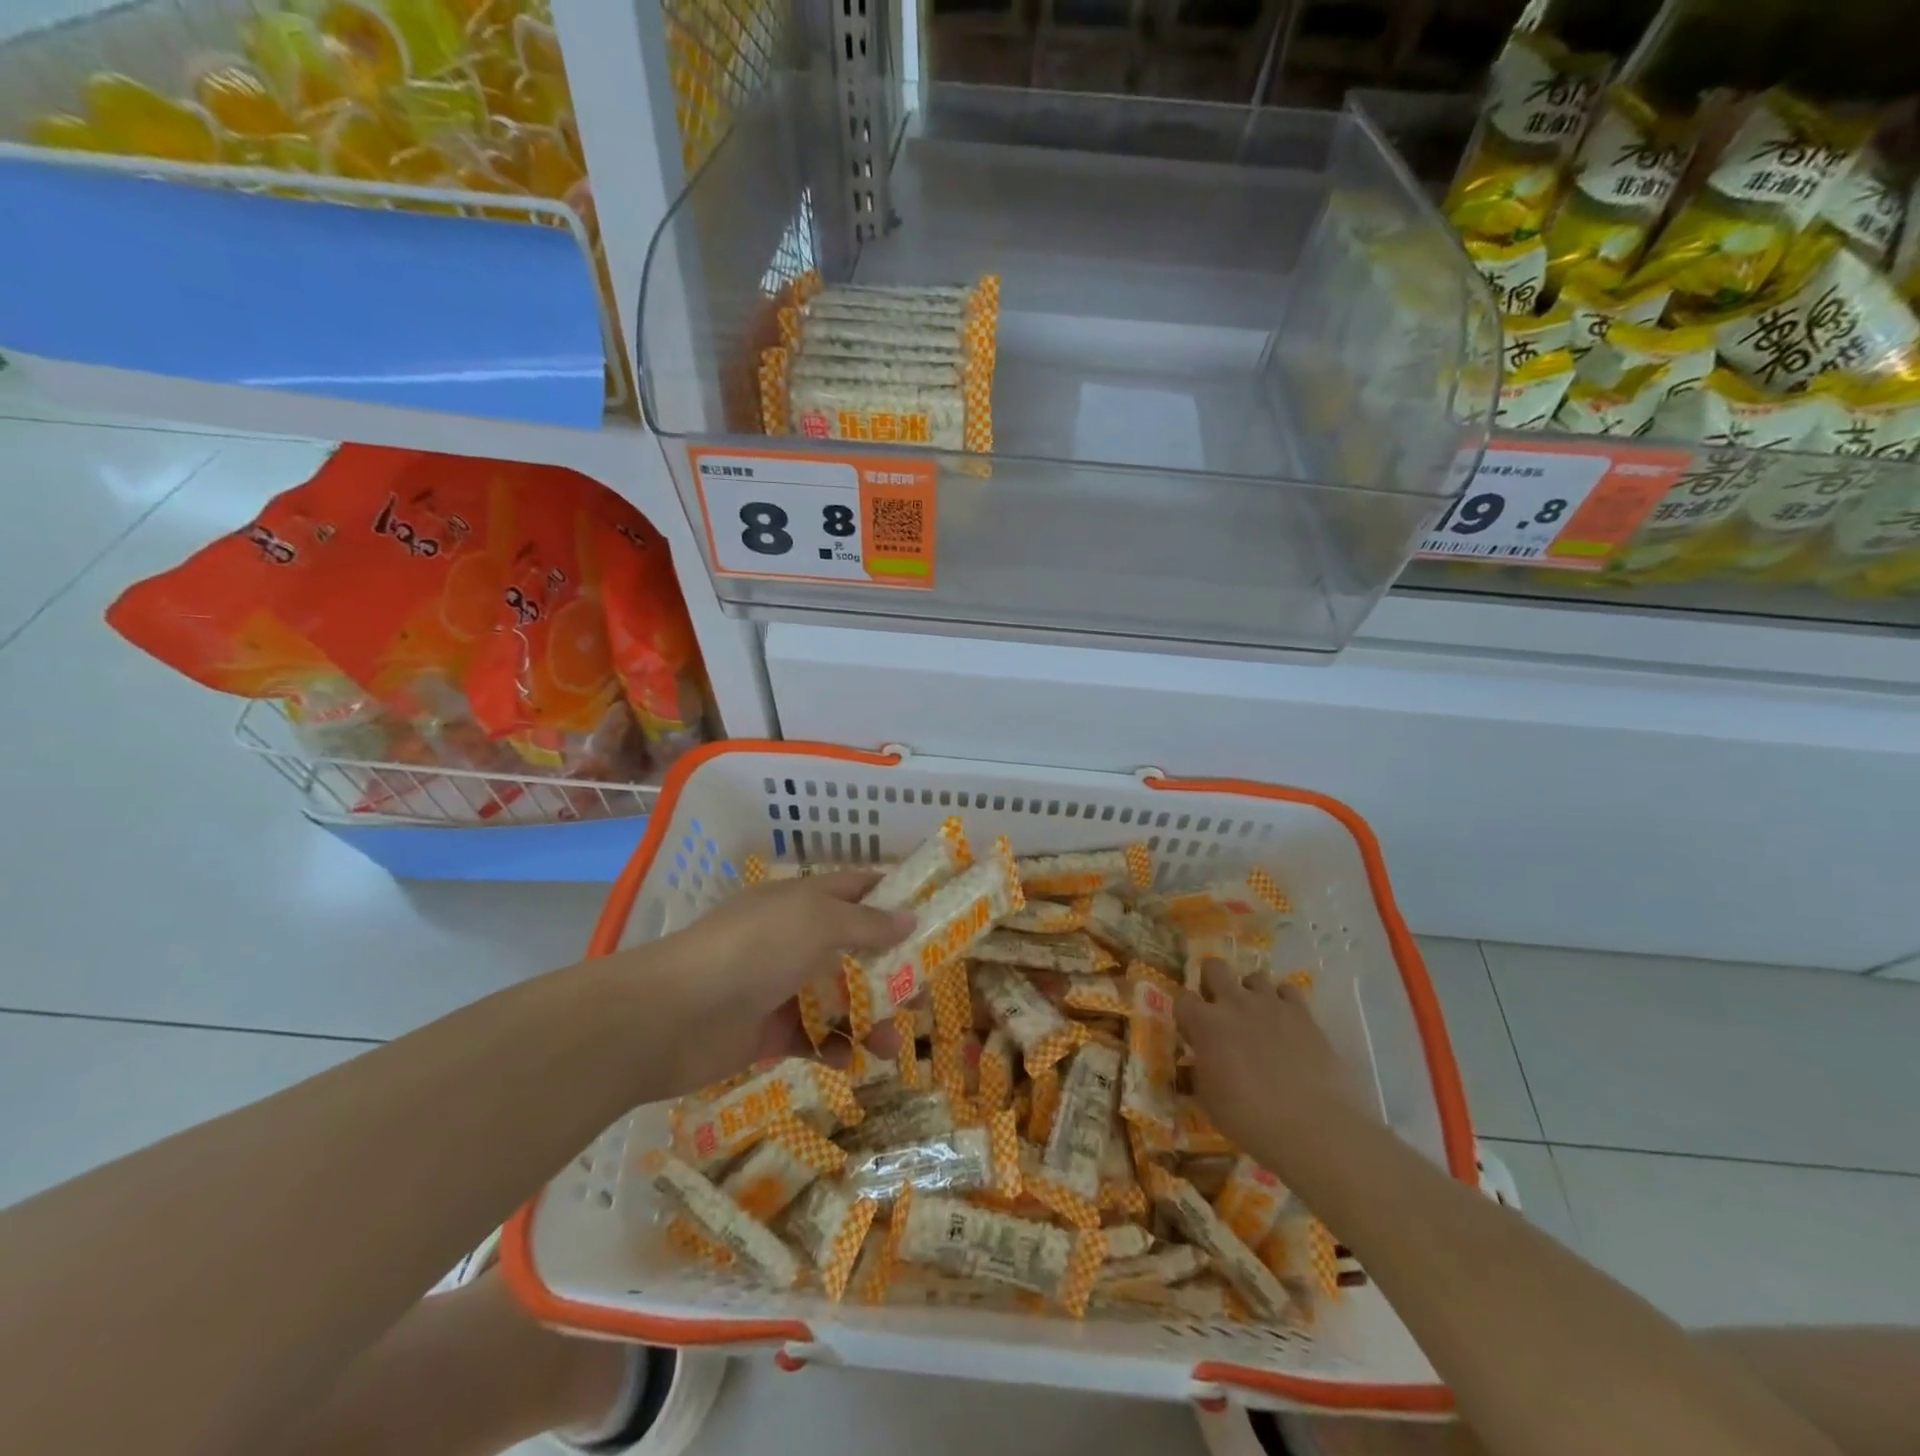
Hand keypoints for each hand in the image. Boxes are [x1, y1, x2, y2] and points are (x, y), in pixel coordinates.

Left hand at [630, 871, 914, 1094]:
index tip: (933, 915)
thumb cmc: (753, 951)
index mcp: (802, 901)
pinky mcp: (764, 1031)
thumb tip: (909, 918)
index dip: (893, 896)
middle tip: (924, 995)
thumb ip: (866, 923)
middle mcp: (792, 938)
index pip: (856, 888)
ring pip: (835, 999)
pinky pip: (810, 1038)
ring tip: (893, 1046)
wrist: (672, 1016)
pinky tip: (850, 1061)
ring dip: (867, 1018)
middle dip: (890, 970)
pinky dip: (832, 1048)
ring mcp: (777, 985)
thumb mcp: (817, 923)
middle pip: (853, 949)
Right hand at [1176, 959, 1355, 1179]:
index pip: (1182, 998)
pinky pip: (1288, 991)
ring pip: (1255, 976)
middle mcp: (1234, 1003)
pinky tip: (1286, 1022)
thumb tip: (1200, 1062)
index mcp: (1205, 1023)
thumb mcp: (1208, 1099)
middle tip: (1219, 1007)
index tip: (1192, 1029)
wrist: (1309, 1127)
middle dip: (1212, 981)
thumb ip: (1200, 1070)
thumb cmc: (1248, 1118)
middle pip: (1214, 967)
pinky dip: (1283, 1002)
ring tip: (1257, 1016)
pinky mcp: (1302, 1013)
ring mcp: (1270, 1004)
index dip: (1186, 1012)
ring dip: (1251, 992)